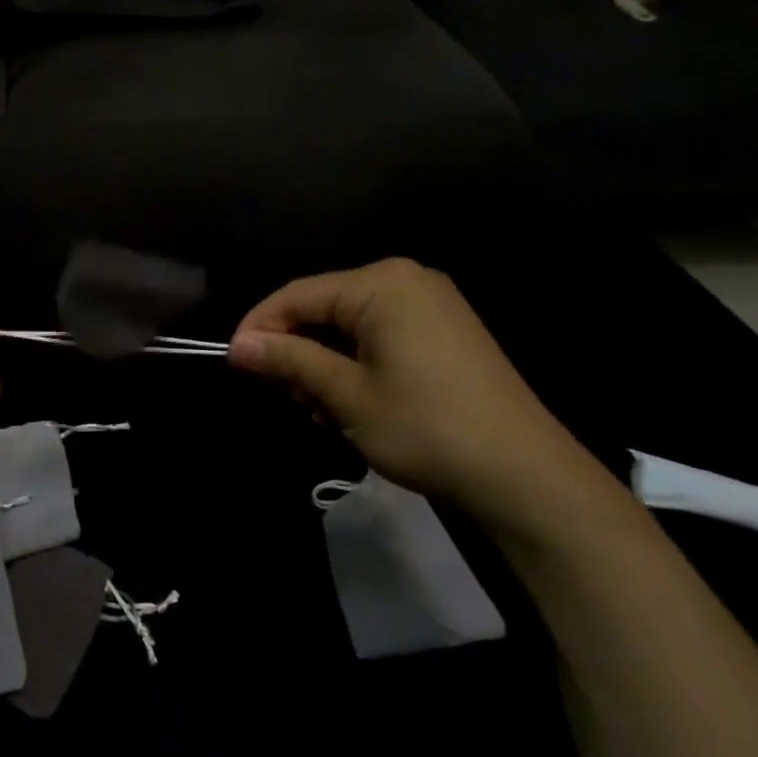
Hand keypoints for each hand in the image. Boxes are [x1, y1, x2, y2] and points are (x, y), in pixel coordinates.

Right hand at [230, 259, 607, 537]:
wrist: (525, 475)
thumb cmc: (426, 427)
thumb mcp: (346, 395)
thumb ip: (289, 360)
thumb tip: (238, 345)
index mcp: (381, 284)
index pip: (297, 295)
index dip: (259, 327)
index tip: (233, 364)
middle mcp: (406, 281)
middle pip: (323, 307)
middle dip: (294, 350)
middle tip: (282, 397)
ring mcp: (430, 305)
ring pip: (348, 326)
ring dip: (322, 364)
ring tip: (316, 411)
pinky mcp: (444, 332)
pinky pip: (378, 336)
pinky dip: (354, 365)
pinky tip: (348, 404)